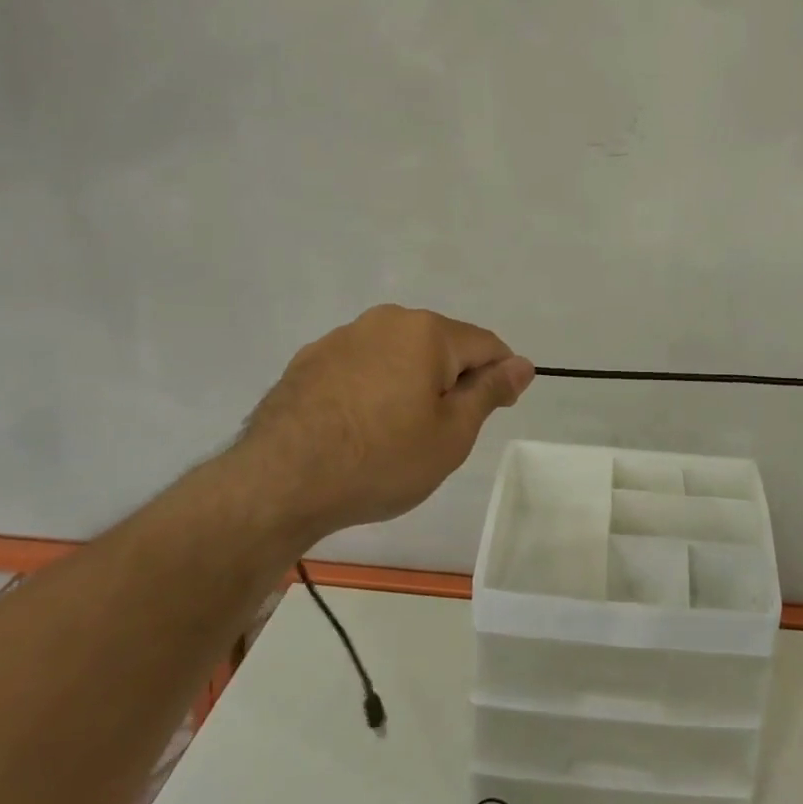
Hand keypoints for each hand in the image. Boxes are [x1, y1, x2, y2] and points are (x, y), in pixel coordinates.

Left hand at [241, 305, 534, 535]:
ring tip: (391, 436)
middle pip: (440, 346)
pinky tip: (355, 429)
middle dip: (449, 381)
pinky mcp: (309, 360)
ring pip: (397, 355)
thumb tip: (523, 364)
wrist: (279, 482)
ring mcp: (342, 337)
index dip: (498, 378)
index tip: (491, 413)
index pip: (486, 345)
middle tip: (437, 434)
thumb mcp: (452, 434)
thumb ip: (490, 391)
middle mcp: (385, 320)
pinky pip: (360, 367)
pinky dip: (370, 389)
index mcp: (427, 331)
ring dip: (408, 384)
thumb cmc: (381, 459)